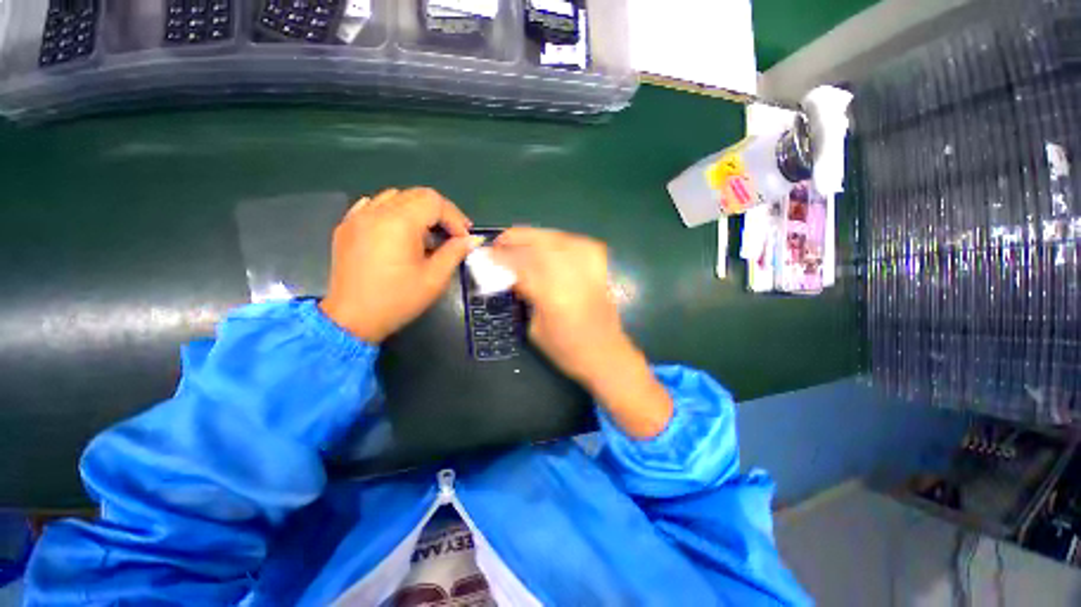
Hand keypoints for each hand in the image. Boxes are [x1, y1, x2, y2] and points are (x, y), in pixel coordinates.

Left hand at [320, 188, 478, 342]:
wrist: (352, 319)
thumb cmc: (398, 300)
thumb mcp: (435, 278)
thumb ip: (455, 252)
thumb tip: (472, 239)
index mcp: (399, 223)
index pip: (434, 201)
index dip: (454, 217)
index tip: (463, 238)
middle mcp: (376, 212)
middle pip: (416, 195)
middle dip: (440, 212)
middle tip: (452, 235)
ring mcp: (357, 217)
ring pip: (395, 197)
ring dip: (417, 211)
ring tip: (426, 235)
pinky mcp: (346, 227)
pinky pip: (373, 206)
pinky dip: (392, 212)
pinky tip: (398, 232)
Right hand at [491, 228, 622, 382]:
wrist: (605, 355)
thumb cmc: (566, 350)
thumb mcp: (535, 330)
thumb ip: (526, 299)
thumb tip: (515, 277)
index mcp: (552, 297)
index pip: (522, 268)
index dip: (501, 258)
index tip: (486, 254)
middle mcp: (572, 278)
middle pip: (542, 246)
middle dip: (518, 238)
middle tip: (501, 240)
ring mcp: (589, 272)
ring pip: (561, 240)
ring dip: (538, 235)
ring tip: (522, 238)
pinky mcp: (600, 271)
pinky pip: (582, 244)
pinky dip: (564, 239)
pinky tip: (554, 243)